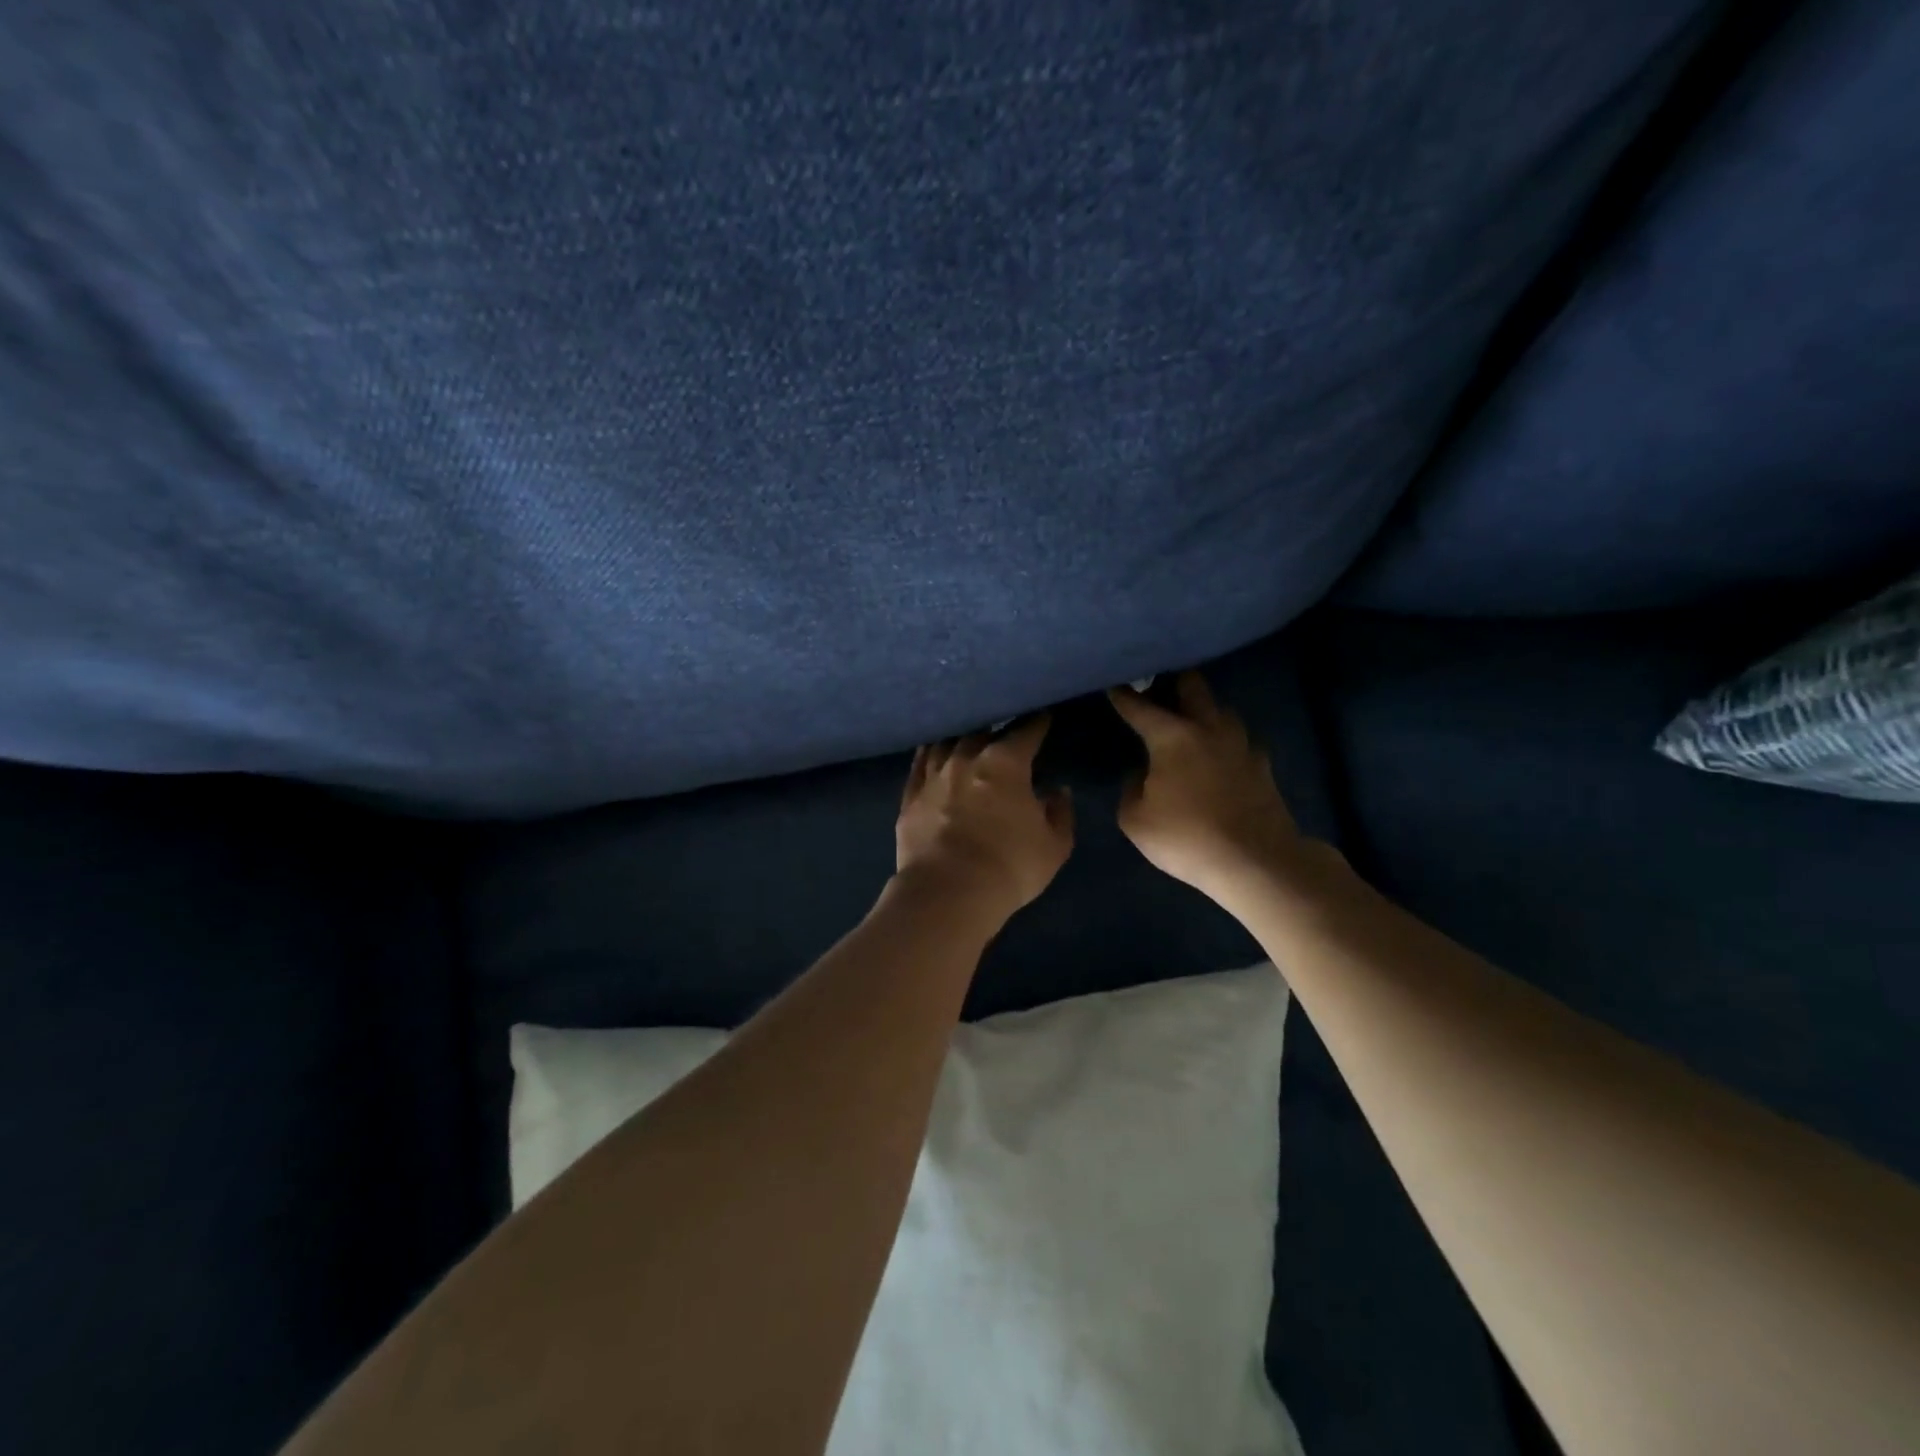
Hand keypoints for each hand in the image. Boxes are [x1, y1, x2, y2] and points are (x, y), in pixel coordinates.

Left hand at [895, 716, 1073, 921]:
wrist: (948, 892)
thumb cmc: (1010, 867)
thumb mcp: (1054, 846)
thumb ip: (1059, 813)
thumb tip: (1057, 791)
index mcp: (1005, 763)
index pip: (1025, 732)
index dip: (1036, 723)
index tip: (1043, 716)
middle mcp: (966, 759)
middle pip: (981, 731)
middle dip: (995, 728)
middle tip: (1003, 729)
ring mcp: (933, 776)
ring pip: (946, 743)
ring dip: (960, 738)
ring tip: (966, 736)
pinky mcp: (910, 798)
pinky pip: (919, 766)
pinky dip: (929, 755)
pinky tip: (932, 752)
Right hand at [1108, 672, 1314, 906]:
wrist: (1256, 861)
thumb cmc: (1186, 838)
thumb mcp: (1136, 820)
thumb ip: (1131, 790)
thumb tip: (1141, 775)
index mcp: (1173, 737)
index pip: (1141, 708)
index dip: (1124, 696)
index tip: (1113, 685)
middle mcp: (1209, 729)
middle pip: (1194, 688)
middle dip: (1175, 681)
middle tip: (1161, 685)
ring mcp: (1241, 744)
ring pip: (1222, 710)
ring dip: (1206, 709)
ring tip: (1192, 719)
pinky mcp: (1262, 765)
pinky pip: (1241, 740)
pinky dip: (1226, 740)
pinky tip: (1221, 753)